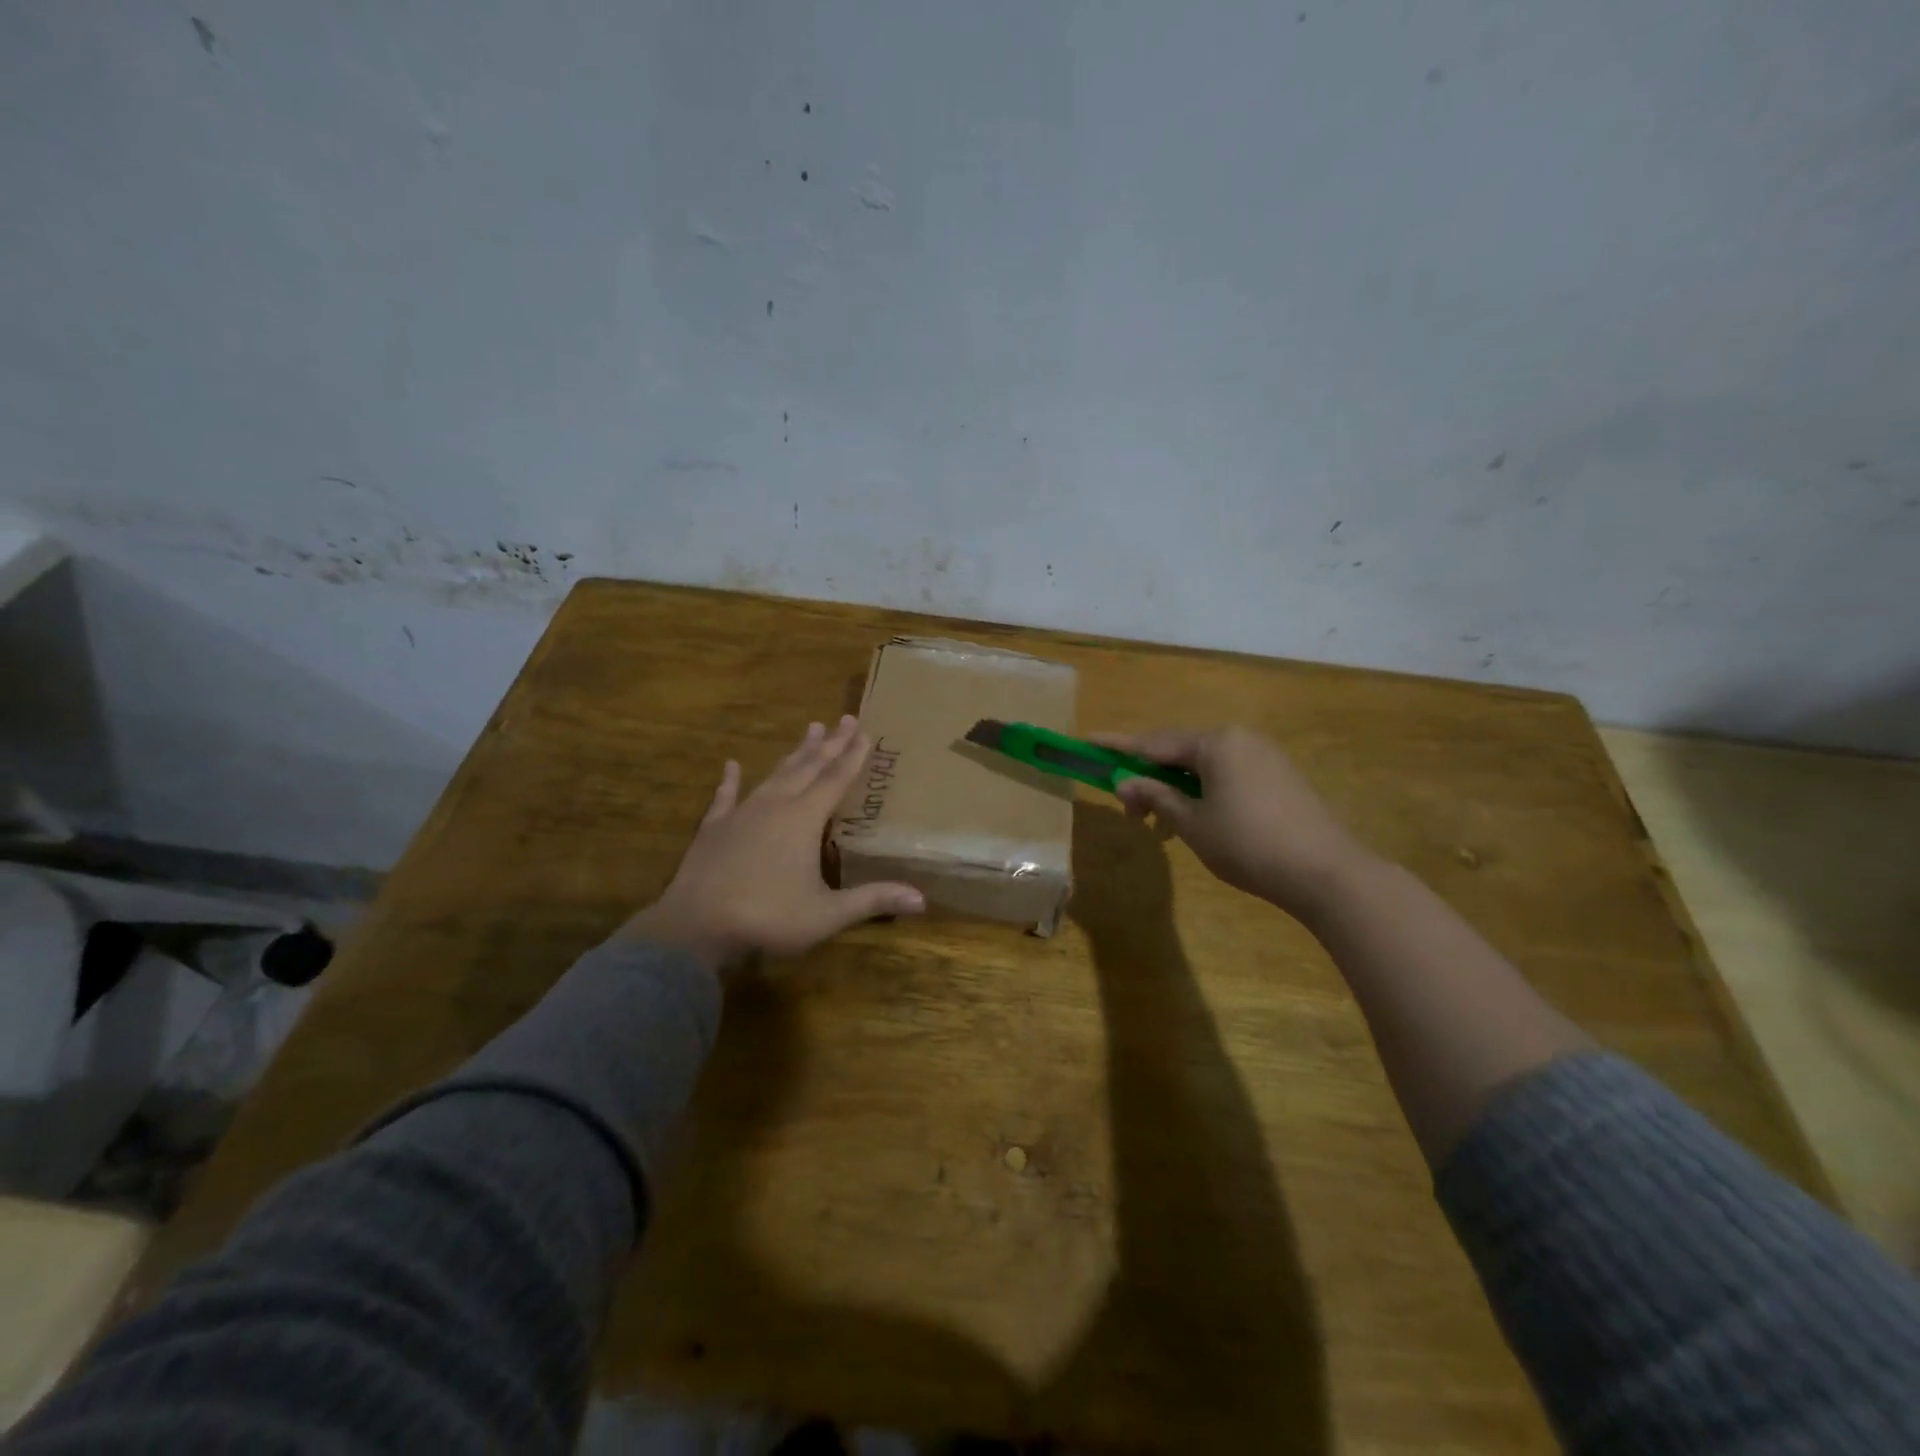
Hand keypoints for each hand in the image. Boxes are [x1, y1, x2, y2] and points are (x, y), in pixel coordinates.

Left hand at [621, 716, 924, 971]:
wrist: (694, 927)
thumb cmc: (767, 917)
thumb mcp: (826, 915)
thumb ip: (872, 901)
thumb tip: (922, 899)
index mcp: (804, 819)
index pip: (836, 779)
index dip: (853, 756)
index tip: (866, 730)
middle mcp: (775, 806)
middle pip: (808, 767)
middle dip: (830, 743)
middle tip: (845, 718)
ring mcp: (742, 814)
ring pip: (774, 774)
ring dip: (794, 753)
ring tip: (810, 729)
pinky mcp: (714, 828)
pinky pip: (725, 796)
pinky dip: (730, 780)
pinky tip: (731, 765)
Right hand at [1089, 726, 1373, 920]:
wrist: (1327, 872)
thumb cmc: (1248, 844)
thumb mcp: (1192, 823)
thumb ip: (1155, 796)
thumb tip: (1124, 782)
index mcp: (1215, 743)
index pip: (1153, 742)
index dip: (1118, 746)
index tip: (1088, 741)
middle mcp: (1239, 738)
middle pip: (1179, 750)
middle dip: (1149, 776)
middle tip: (1130, 810)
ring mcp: (1263, 755)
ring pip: (1204, 764)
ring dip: (1176, 788)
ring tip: (1160, 823)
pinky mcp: (1279, 776)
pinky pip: (1227, 774)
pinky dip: (1203, 791)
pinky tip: (1196, 820)